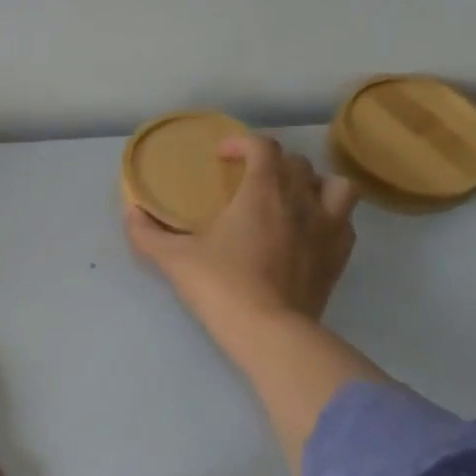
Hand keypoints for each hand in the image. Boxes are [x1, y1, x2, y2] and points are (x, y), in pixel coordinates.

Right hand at [126, 134, 358, 348]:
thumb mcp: (174, 259)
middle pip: (297, 163)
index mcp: (262, 192)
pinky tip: (311, 232)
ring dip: (314, 184)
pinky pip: (345, 222)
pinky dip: (330, 218)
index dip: (242, 143)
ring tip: (294, 199)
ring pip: (335, 185)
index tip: (222, 156)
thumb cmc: (220, 287)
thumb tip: (131, 212)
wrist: (269, 332)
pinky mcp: (339, 257)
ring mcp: (327, 228)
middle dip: (273, 164)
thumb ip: (147, 233)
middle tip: (250, 181)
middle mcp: (301, 201)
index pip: (262, 147)